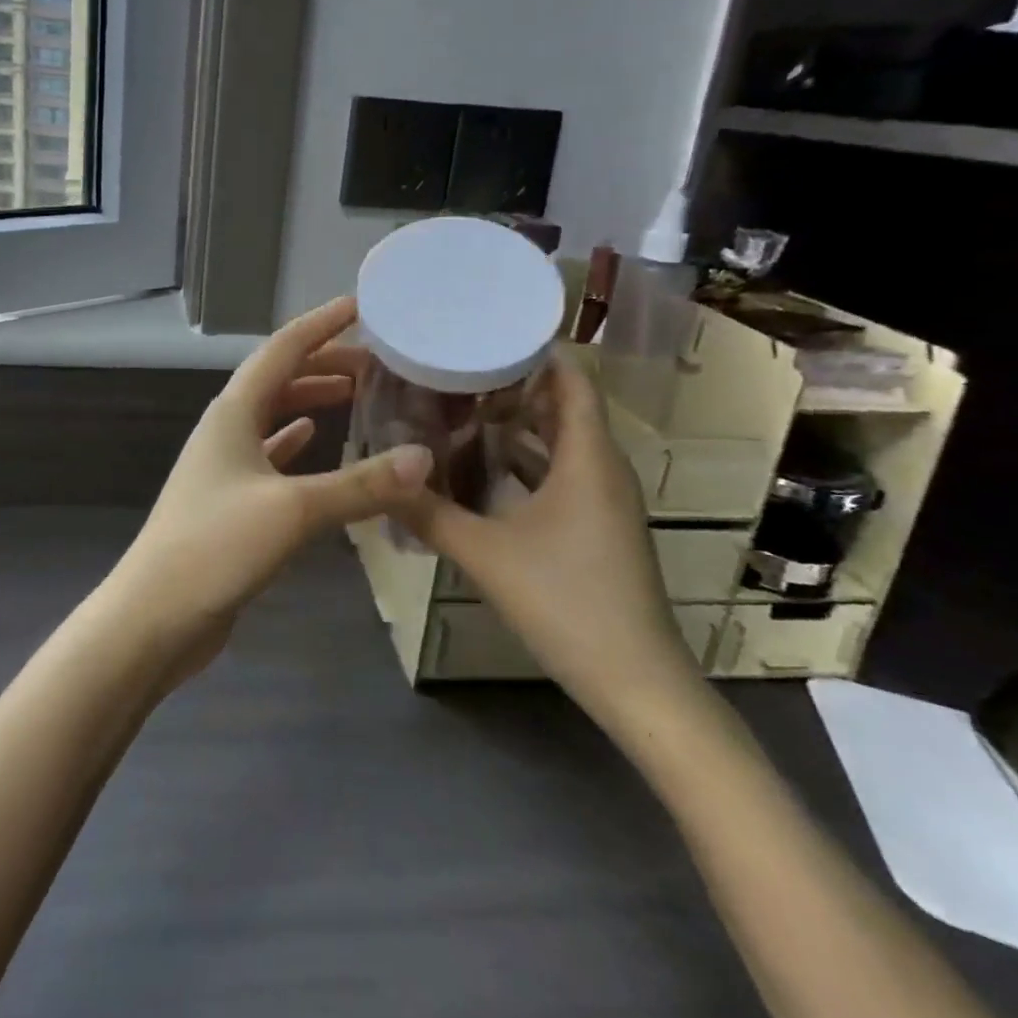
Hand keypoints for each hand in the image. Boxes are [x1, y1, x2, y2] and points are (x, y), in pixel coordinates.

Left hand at [103, 296, 433, 676]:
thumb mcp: (294, 510)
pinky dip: (295, 442)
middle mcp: (227, 429)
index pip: (282, 349)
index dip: (322, 324)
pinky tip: (315, 440)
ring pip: (274, 416)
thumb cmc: (216, 547)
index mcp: (233, 412)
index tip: (360, 305)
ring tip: (356, 395)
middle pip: (279, 380)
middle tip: (377, 363)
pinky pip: (270, 456)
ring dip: (311, 400)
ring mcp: (226, 466)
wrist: (155, 616)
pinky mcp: (231, 501)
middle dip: (325, 364)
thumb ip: (361, 485)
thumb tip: (424, 458)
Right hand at [393, 354, 699, 717]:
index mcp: (587, 457)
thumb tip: (380, 479)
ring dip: (515, 425)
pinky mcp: (597, 526)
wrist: (637, 684)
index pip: (570, 379)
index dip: (533, 351)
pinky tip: (481, 469)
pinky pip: (561, 473)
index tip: (482, 333)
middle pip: (561, 405)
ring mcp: (603, 499)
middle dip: (511, 384)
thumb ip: (429, 513)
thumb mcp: (486, 554)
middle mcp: (601, 468)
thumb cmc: (567, 603)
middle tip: (454, 370)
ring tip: (459, 409)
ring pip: (559, 442)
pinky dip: (525, 462)